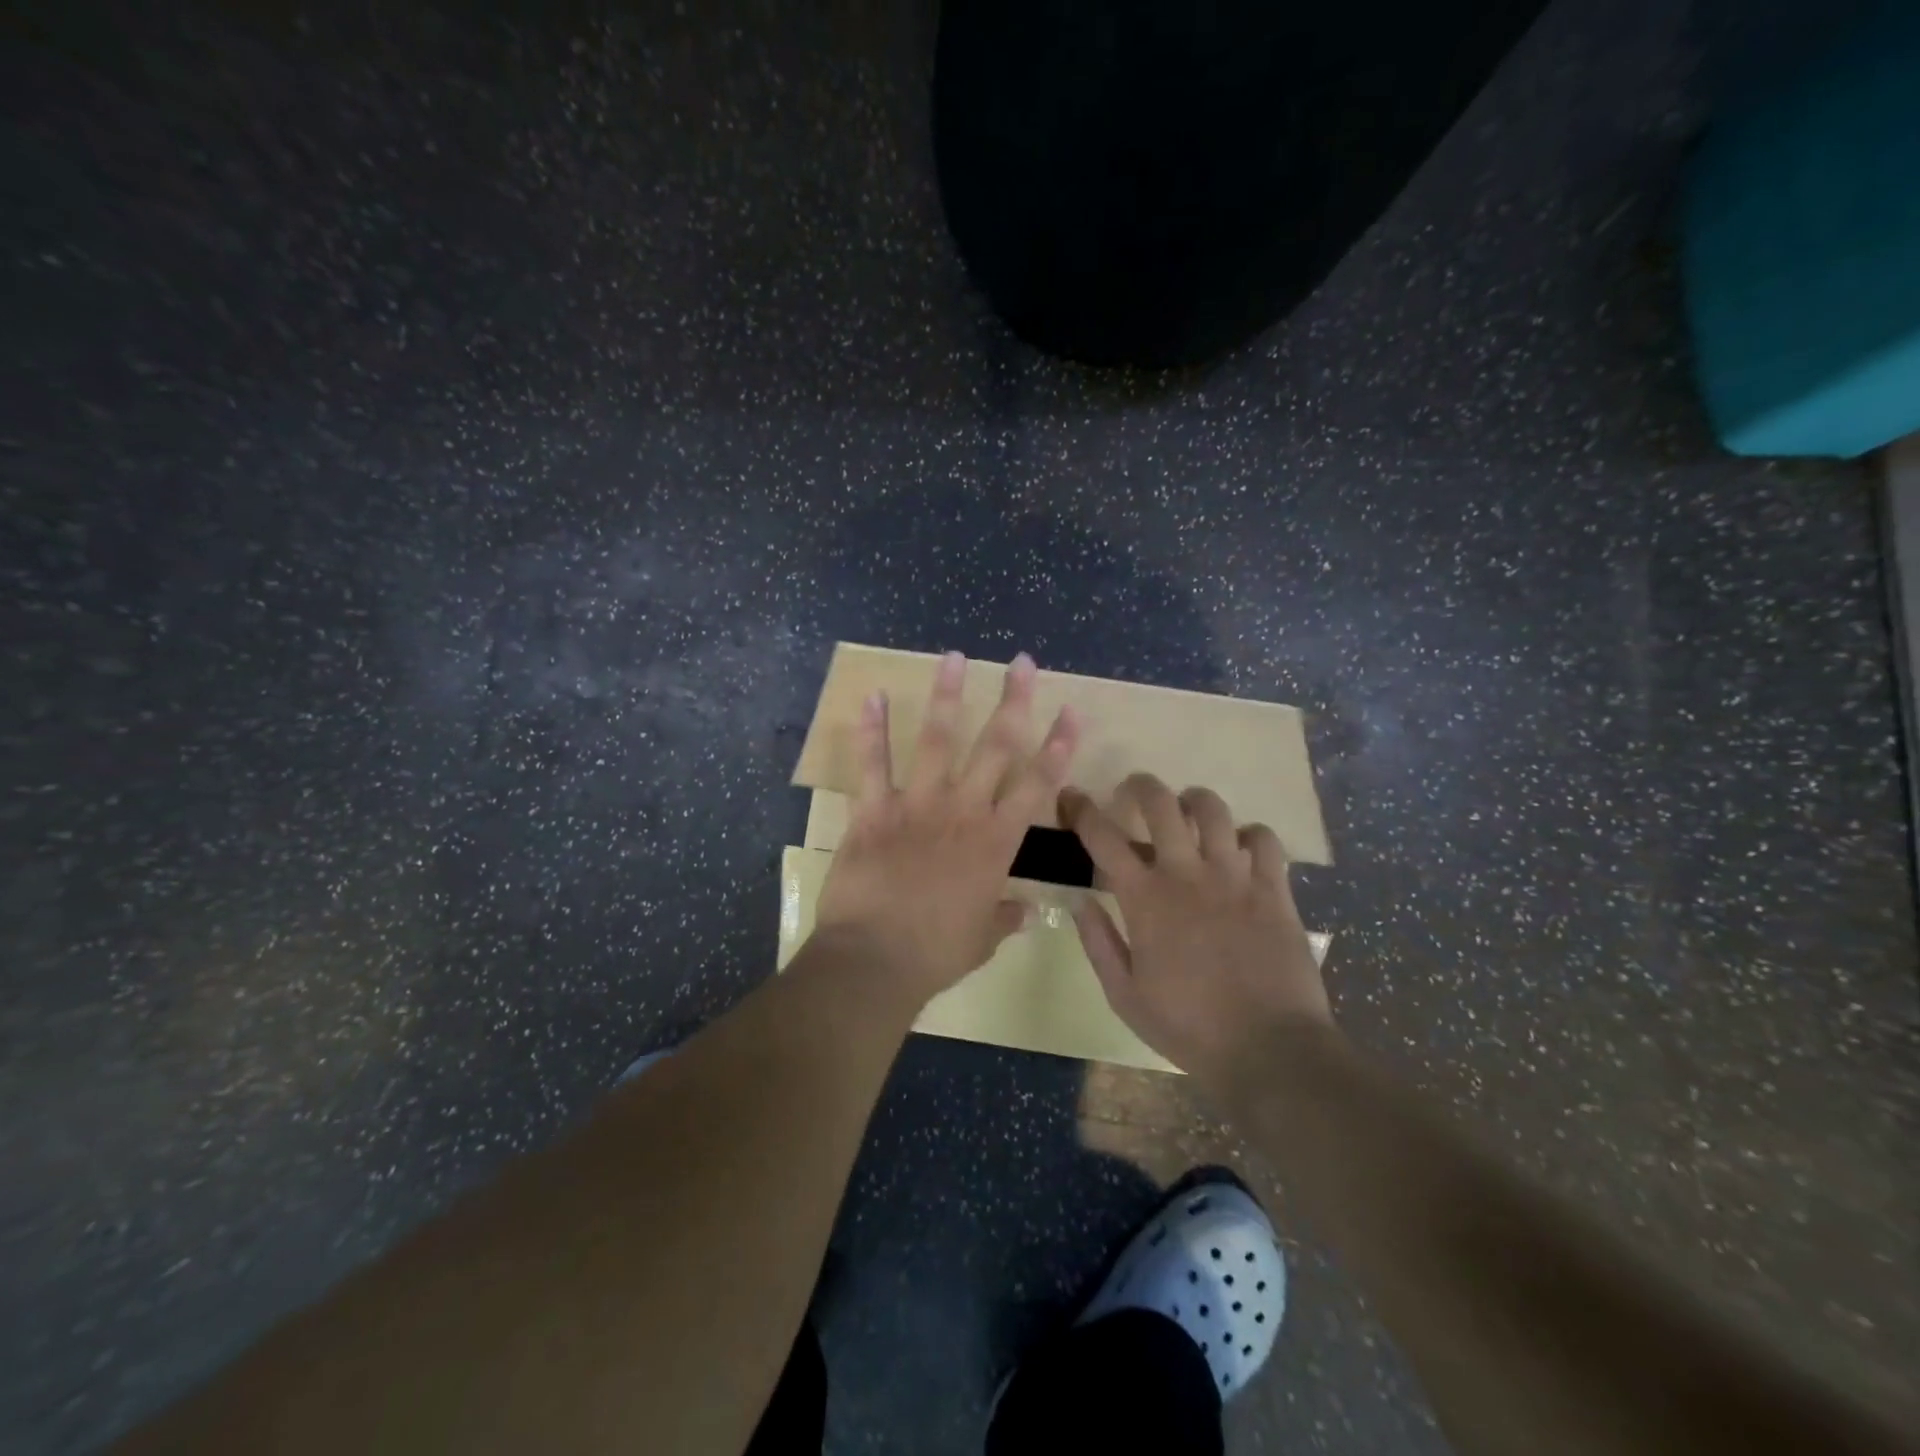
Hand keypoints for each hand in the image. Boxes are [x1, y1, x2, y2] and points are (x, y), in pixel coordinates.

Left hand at [814, 650, 1079, 1007]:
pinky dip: (870, 730)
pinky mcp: (874, 811)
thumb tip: (1025, 910)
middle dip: (1014, 701)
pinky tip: (870, 694)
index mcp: (996, 842)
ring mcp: (917, 806)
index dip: (1058, 746)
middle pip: (996, 747)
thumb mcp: (982, 939)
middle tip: (1023, 663)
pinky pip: (872, 764)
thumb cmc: (936, 953)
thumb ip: (1004, 916)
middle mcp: (963, 811)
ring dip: (947, 695)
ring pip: (937, 740)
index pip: (1037, 784)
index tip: (1071, 711)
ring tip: (953, 656)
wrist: (875, 960)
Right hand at [1063, 774, 1332, 1081]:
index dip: (1082, 809)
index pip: (1103, 837)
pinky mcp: (1274, 889)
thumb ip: (1098, 943)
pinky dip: (1250, 834)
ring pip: (1215, 811)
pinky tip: (1241, 848)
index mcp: (1145, 898)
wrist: (1269, 1049)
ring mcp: (1235, 877)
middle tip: (1135, 790)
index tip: (1072, 796)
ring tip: (1189, 810)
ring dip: (1195, 801)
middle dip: (1142, 786)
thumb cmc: (1188, 1026)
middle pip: (1162, 804)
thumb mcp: (1125, 995)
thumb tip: (1079, 901)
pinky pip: (1265, 839)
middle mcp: (1188, 874)